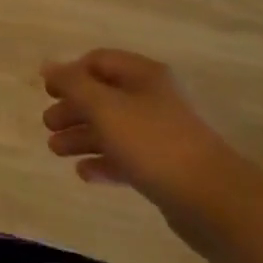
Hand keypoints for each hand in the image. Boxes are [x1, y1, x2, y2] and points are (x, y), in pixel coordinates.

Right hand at [41, 50, 262, 250]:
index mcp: (143, 75)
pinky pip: (128, 157)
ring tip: (56, 151)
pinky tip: (85, 173)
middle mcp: (154, 98)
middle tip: (48, 125)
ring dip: (82, 136)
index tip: (48, 93)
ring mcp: (162, 134)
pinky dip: (104, 162)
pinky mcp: (167, 168)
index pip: (98, 61)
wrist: (215, 201)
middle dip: (72, 109)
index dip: (70, 73)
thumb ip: (72, 84)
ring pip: (113, 128)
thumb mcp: (104, 107)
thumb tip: (47, 65)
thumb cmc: (153, 142)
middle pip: (103, 96)